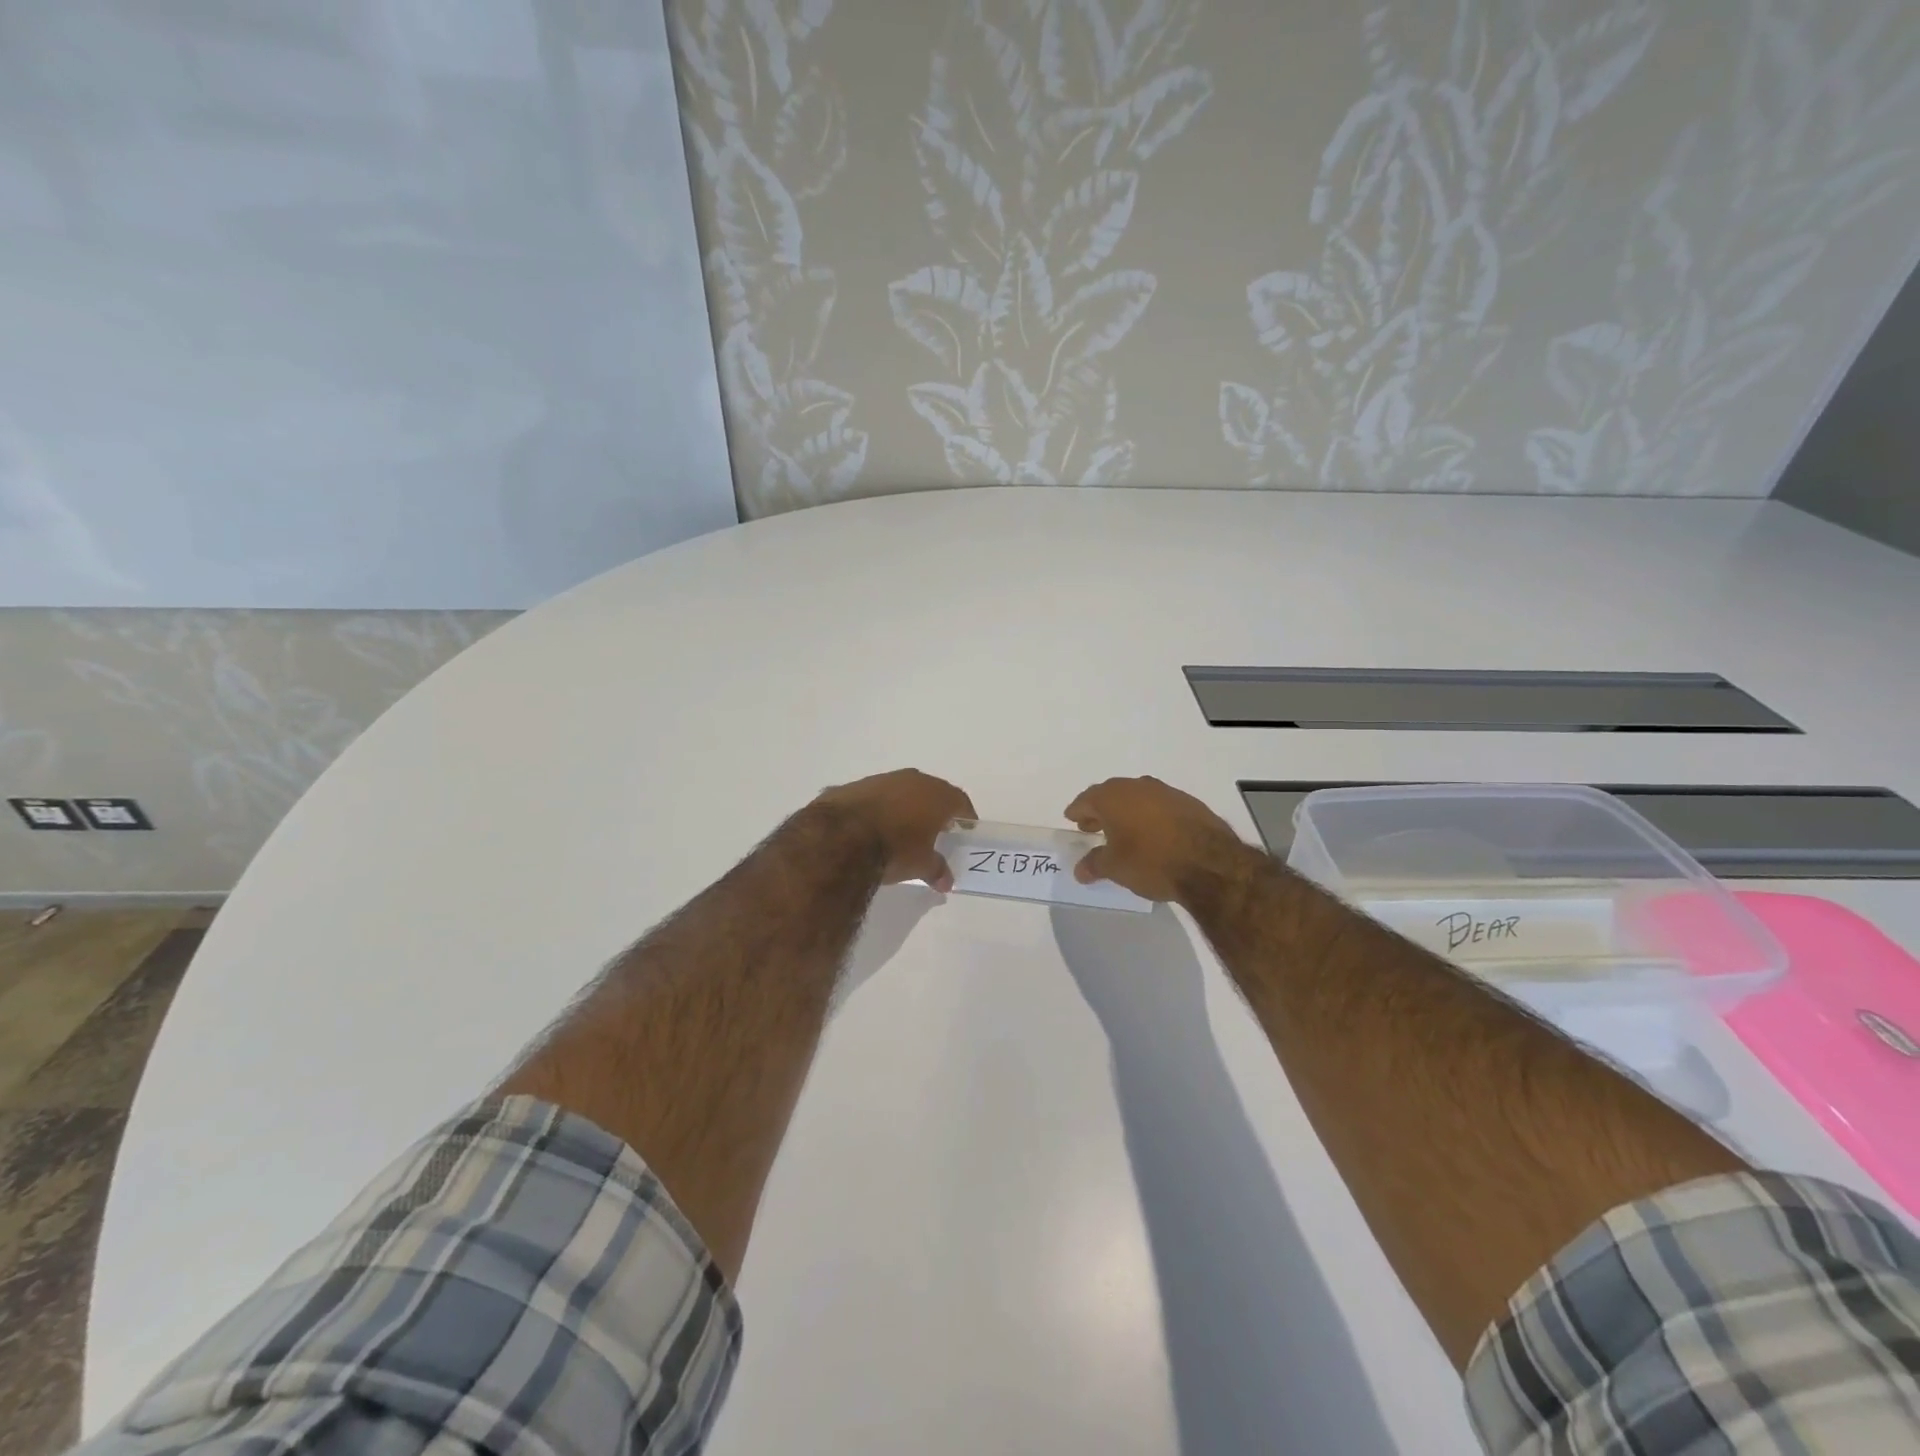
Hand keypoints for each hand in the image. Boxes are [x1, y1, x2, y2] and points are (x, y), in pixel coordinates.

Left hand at [815, 768, 976, 892]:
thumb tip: (946, 881)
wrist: (840, 837)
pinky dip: (878, 808)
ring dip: (904, 806)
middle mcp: (912, 780)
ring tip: (902, 828)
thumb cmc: (894, 849)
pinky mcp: (854, 786)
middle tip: (935, 829)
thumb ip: (937, 870)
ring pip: (901, 790)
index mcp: (935, 795)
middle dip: (935, 809)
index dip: (965, 815)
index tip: (965, 829)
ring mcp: (881, 780)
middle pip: (931, 792)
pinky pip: (874, 797)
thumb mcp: (921, 865)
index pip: (959, 801)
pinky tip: (871, 827)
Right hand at [1064, 775, 1245, 903]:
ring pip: (1137, 797)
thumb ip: (1094, 865)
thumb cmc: (1151, 861)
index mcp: (1112, 797)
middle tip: (1092, 825)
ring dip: (1127, 811)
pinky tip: (1153, 833)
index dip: (1077, 811)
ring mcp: (1165, 792)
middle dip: (1100, 810)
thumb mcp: (1115, 868)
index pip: (1086, 800)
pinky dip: (1150, 815)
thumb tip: (1080, 869)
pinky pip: (1159, 805)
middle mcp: (1137, 787)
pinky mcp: (1189, 802)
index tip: (1072, 818)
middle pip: (1111, 795)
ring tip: (1123, 831)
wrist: (1209, 863)